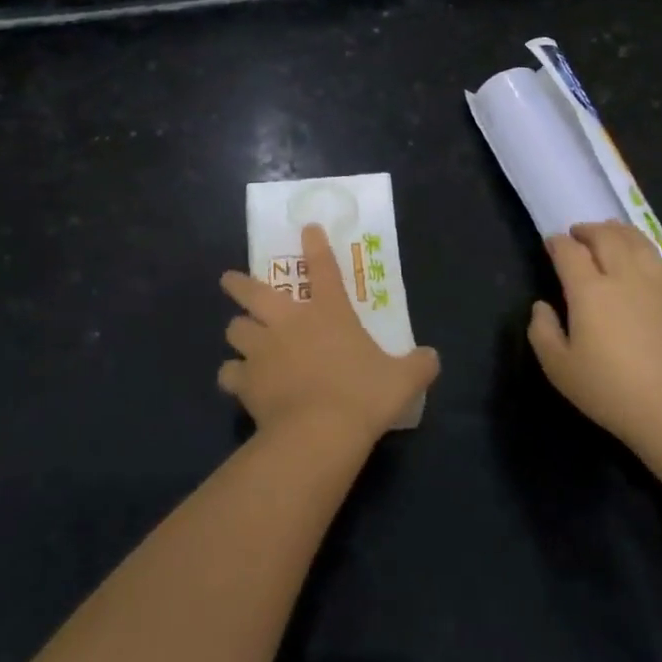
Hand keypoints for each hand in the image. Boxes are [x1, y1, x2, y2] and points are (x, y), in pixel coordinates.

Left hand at [219, 225, 439, 447]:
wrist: (320, 432)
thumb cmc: (363, 396)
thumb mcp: (402, 380)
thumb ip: (418, 365)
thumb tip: (433, 358)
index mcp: (328, 312)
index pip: (322, 268)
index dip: (315, 245)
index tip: (307, 229)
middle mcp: (288, 322)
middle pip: (254, 292)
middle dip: (239, 284)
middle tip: (228, 280)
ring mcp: (262, 350)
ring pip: (235, 329)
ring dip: (237, 330)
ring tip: (239, 335)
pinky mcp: (246, 380)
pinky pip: (229, 372)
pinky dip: (232, 375)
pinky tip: (235, 380)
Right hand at [527, 221, 661, 471]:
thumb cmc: (611, 391)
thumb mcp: (559, 369)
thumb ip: (542, 332)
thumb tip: (541, 306)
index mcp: (589, 290)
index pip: (569, 251)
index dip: (557, 242)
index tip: (551, 244)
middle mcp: (622, 276)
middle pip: (605, 236)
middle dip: (587, 230)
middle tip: (577, 235)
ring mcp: (655, 284)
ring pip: (635, 241)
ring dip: (617, 231)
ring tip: (608, 234)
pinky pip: (658, 258)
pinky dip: (643, 248)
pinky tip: (640, 257)